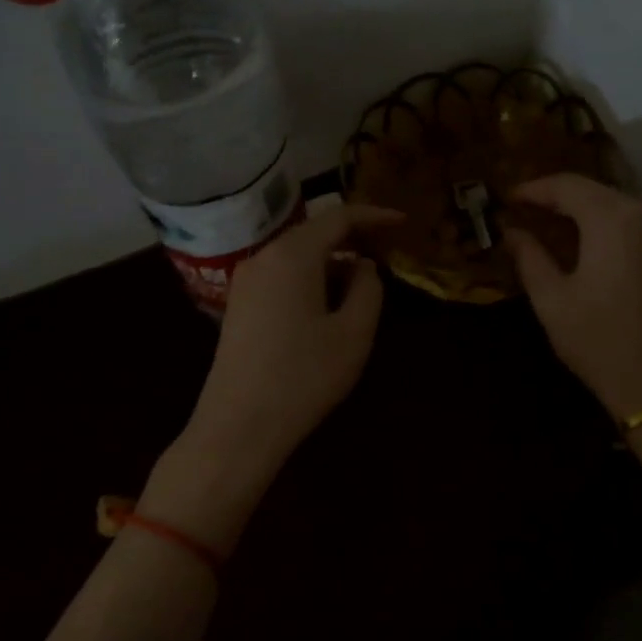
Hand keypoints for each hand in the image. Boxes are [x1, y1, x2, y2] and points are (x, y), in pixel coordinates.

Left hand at [180, 203, 401, 476]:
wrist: (239, 425)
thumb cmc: (304, 377)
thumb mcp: (354, 333)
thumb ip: (368, 289)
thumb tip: (363, 267)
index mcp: (292, 255)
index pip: (338, 216)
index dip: (374, 216)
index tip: (403, 222)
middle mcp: (263, 257)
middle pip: (313, 232)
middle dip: (352, 238)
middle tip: (386, 251)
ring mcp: (245, 281)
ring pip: (296, 256)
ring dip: (331, 261)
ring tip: (362, 283)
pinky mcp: (239, 306)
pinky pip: (281, 276)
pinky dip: (310, 278)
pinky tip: (328, 304)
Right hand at [504, 175, 641, 419]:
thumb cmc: (600, 342)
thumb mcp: (552, 300)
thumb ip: (530, 257)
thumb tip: (512, 232)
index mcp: (614, 219)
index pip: (568, 186)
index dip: (534, 189)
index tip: (507, 198)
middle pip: (595, 191)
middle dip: (558, 197)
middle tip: (524, 210)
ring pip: (617, 206)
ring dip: (582, 211)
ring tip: (549, 226)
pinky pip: (634, 225)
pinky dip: (605, 226)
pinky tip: (584, 244)